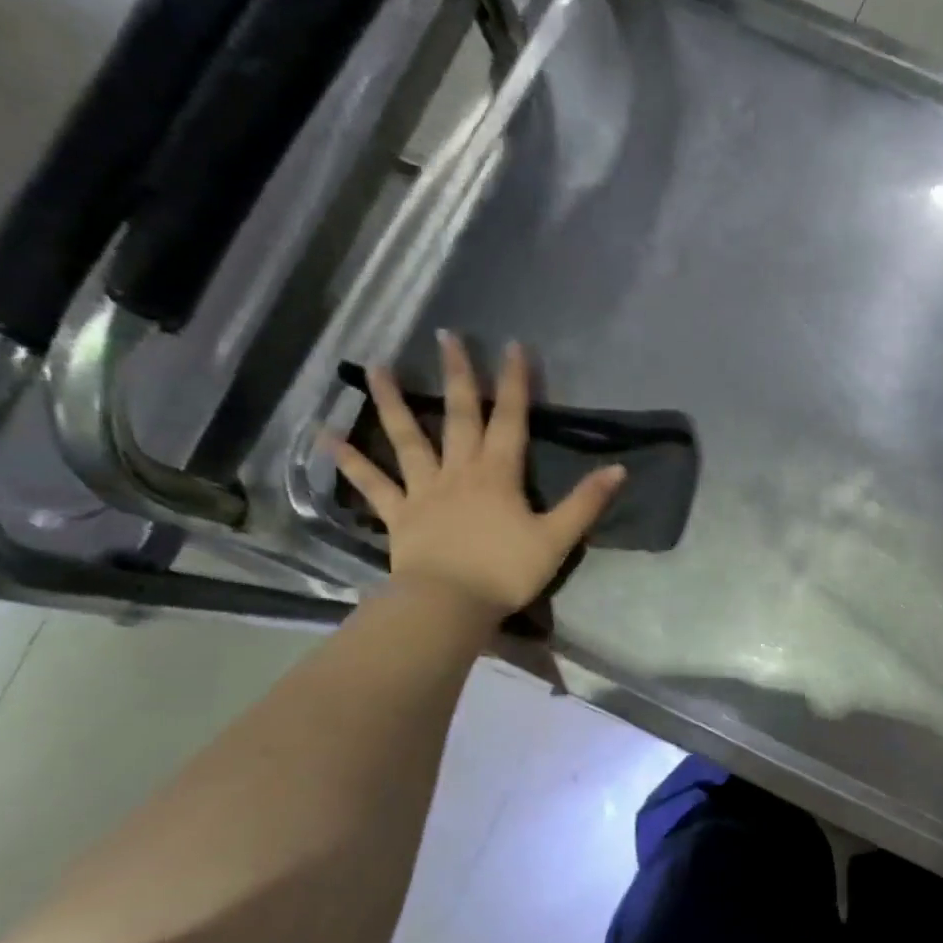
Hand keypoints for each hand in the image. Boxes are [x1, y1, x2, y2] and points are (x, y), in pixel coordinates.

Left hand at [330, 332, 625, 628]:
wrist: (450, 604)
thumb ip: (586, 502)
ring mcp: (424, 490)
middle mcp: (459, 471)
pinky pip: (371, 482)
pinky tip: (324, 434)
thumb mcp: (557, 539)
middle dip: (458, 375)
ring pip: (408, 438)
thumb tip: (619, 469)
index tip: (514, 346)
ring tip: (376, 366)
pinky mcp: (399, 513)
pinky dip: (349, 459)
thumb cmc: (506, 571)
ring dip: (393, 401)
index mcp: (499, 474)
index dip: (515, 383)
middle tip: (447, 337)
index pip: (511, 420)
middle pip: (460, 416)